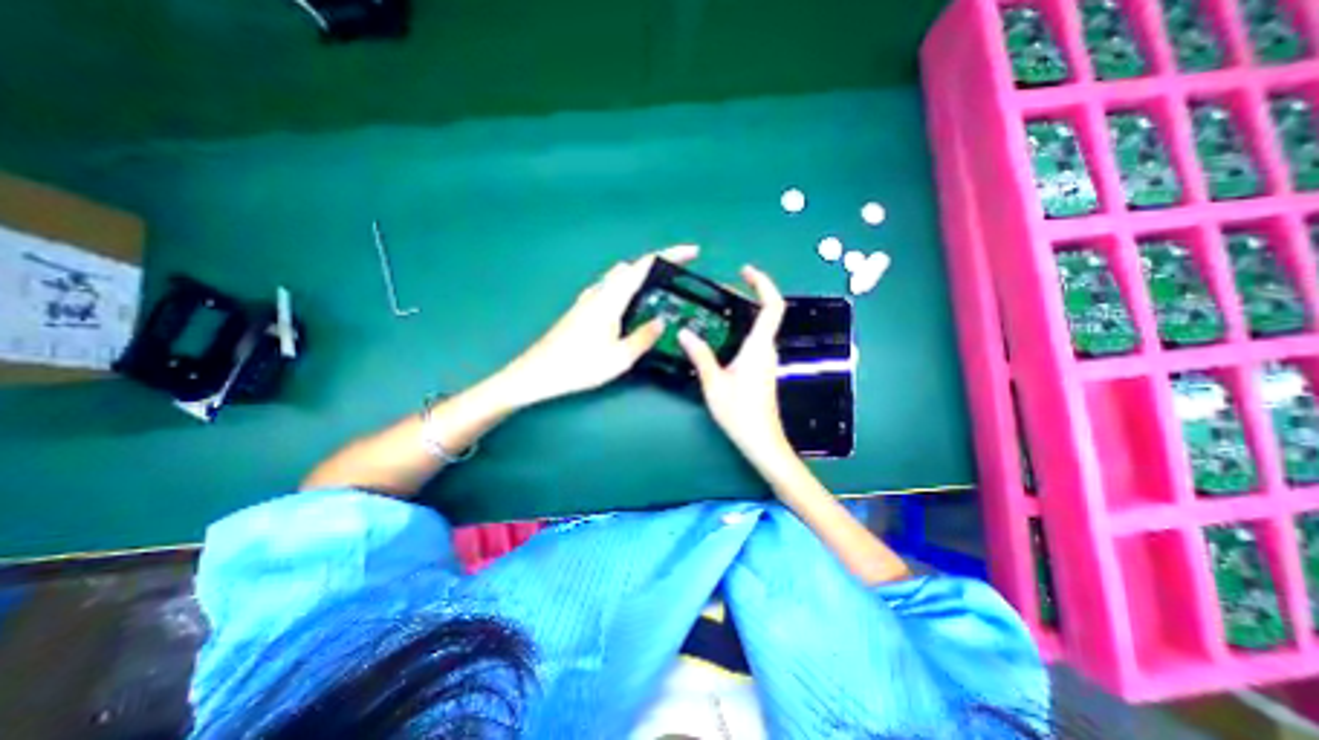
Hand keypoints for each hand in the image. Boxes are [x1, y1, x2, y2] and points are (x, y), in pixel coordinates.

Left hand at [500, 242, 700, 404]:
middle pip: (632, 267)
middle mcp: (599, 292)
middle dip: (657, 266)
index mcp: (611, 298)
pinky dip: (627, 290)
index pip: (644, 266)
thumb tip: (662, 321)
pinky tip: (631, 309)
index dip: (670, 255)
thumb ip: (643, 337)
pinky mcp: (582, 309)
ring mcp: (588, 299)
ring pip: (620, 278)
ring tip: (660, 295)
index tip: (693, 253)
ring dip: (641, 278)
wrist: (537, 372)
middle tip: (678, 280)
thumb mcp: (619, 358)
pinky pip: (611, 290)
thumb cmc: (578, 366)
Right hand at [678, 269, 791, 470]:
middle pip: (765, 313)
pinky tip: (721, 334)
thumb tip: (685, 331)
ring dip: (743, 312)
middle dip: (747, 294)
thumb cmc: (740, 414)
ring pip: (760, 327)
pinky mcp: (762, 369)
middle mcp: (767, 349)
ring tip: (717, 307)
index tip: (744, 271)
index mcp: (758, 347)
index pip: (772, 306)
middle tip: (720, 290)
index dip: (762, 284)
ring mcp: (766, 359)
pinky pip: (755, 339)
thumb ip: (700, 355)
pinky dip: (741, 328)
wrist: (762, 441)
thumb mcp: (714, 384)